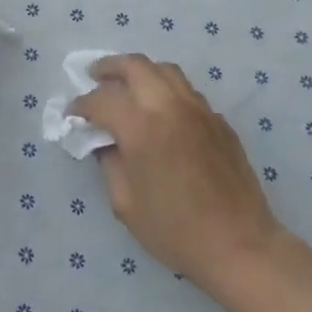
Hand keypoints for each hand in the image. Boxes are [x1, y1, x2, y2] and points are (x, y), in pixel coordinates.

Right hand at [71, 54, 284, 296]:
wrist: (240, 245)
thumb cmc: (176, 231)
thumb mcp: (126, 204)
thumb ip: (109, 163)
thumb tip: (104, 141)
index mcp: (142, 129)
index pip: (102, 99)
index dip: (81, 104)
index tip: (71, 114)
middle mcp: (170, 107)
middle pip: (135, 65)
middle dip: (109, 67)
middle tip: (94, 76)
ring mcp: (199, 110)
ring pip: (165, 70)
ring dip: (140, 72)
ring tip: (126, 86)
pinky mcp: (219, 121)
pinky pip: (186, 91)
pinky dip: (165, 90)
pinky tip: (160, 112)